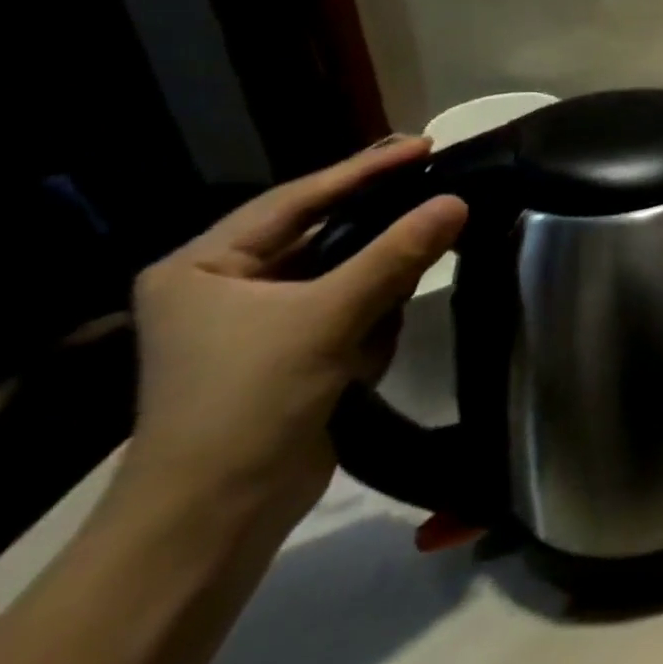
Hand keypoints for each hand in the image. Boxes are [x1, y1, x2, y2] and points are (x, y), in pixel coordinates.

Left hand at [125, 139, 466, 538]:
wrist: (215, 520)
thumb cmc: (249, 402)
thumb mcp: (328, 318)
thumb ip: (397, 254)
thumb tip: (458, 200)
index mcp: (204, 265)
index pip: (298, 199)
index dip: (364, 169)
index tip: (425, 143)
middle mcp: (225, 285)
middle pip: (322, 231)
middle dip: (379, 220)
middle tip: (438, 181)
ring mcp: (259, 321)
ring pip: (342, 270)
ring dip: (381, 274)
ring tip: (426, 252)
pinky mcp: (291, 352)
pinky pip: (347, 307)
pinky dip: (373, 313)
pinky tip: (383, 331)